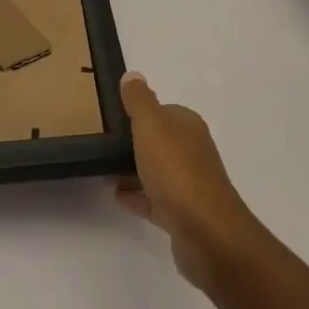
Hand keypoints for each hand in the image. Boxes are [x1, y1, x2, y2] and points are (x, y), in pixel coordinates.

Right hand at [113, 73, 261, 289]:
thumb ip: (140, 100)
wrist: (206, 232)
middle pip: (159, 141)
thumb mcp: (152, 126)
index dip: (138, 113)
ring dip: (132, 170)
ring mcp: (189, 184)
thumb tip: (133, 75)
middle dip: (133, 143)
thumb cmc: (177, 171)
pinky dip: (137, 196)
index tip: (110, 118)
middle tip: (101, 145)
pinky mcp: (182, 214)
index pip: (162, 111)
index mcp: (188, 126)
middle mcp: (192, 151)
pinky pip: (154, 200)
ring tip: (102, 171)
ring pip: (156, 171)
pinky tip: (116, 197)